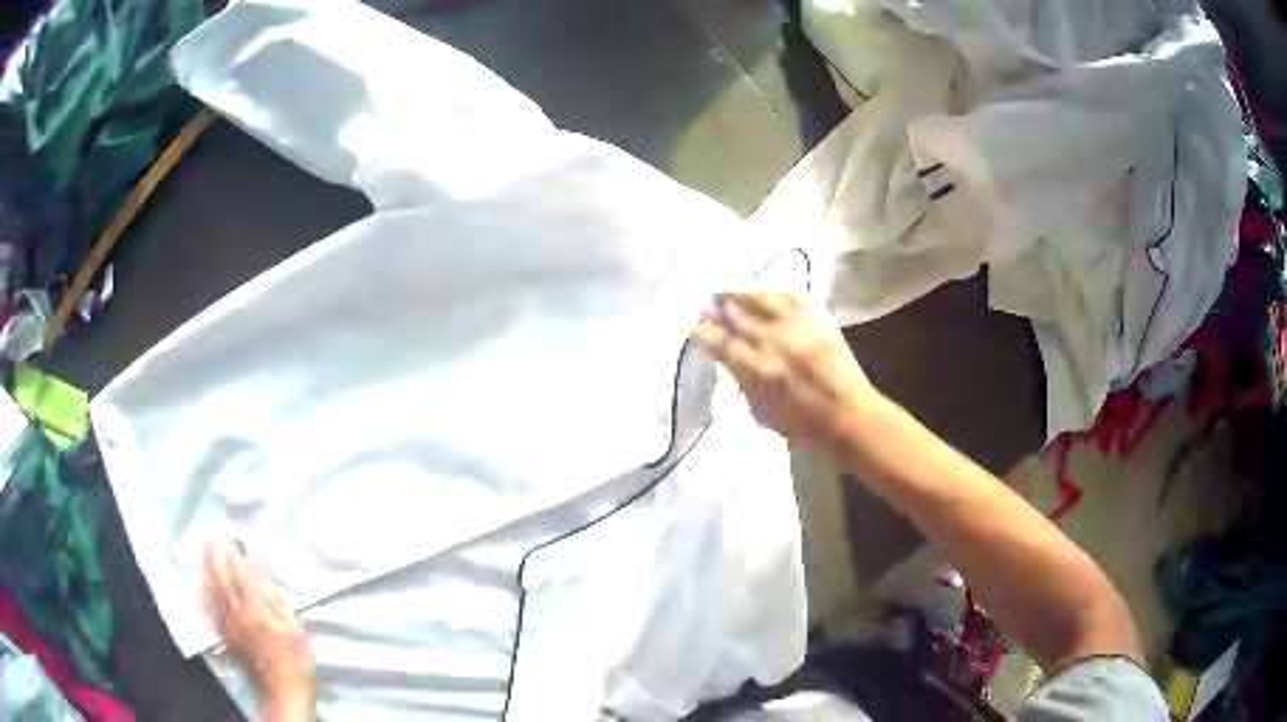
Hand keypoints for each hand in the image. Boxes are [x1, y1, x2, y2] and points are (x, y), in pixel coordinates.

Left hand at [204, 543, 314, 718]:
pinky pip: (211, 610)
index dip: (242, 558)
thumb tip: (266, 582)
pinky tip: (204, 585)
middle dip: (217, 558)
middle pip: (223, 581)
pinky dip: (206, 594)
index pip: (245, 578)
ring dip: (208, 571)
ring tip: (205, 554)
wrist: (282, 691)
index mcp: (257, 613)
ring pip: (213, 593)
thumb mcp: (295, 632)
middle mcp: (238, 616)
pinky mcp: (226, 637)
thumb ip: (278, 605)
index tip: (240, 541)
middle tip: (213, 538)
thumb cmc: (295, 662)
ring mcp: (229, 627)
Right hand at [694, 292, 879, 458]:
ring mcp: (799, 329)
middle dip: (718, 309)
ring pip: (764, 299)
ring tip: (730, 289)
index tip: (698, 328)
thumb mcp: (763, 412)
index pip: (723, 344)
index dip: (706, 333)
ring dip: (742, 292)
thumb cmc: (804, 426)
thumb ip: (743, 381)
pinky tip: (766, 290)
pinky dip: (776, 290)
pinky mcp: (819, 321)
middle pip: (739, 317)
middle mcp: (776, 344)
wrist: (850, 418)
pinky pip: (794, 296)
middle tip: (706, 303)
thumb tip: (726, 357)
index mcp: (760, 371)